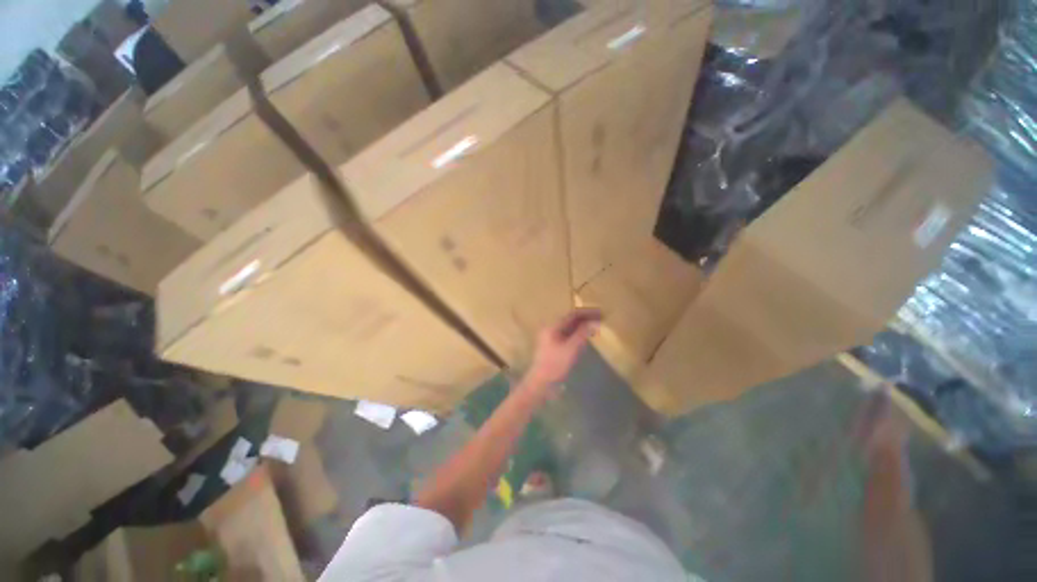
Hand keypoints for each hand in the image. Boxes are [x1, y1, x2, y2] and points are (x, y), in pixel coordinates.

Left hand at [525, 309, 601, 388]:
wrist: (541, 383)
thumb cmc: (555, 365)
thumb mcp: (571, 349)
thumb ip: (582, 334)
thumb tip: (594, 322)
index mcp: (552, 327)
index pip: (572, 315)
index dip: (586, 313)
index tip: (600, 313)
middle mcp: (550, 330)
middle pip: (570, 320)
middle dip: (585, 319)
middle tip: (600, 319)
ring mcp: (551, 339)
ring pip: (569, 328)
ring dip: (582, 326)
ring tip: (595, 326)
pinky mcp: (553, 347)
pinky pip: (567, 336)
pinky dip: (577, 335)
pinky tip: (585, 338)